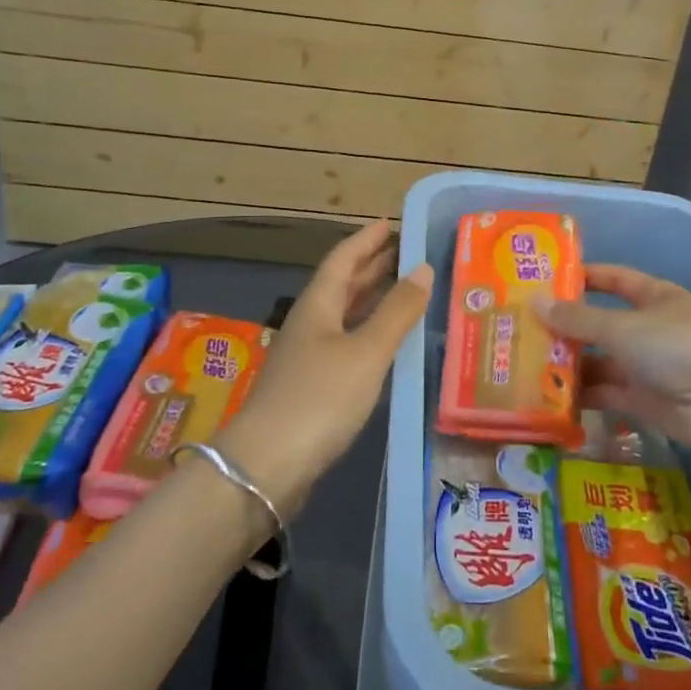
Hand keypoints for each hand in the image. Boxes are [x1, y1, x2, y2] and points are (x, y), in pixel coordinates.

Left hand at [218, 219, 430, 512]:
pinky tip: (387, 341)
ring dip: (372, 297)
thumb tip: (424, 268)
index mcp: (318, 305)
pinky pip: (347, 342)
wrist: (266, 466)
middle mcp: (310, 323)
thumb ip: (397, 311)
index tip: (391, 222)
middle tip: (407, 251)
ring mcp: (308, 356)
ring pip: (344, 314)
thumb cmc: (319, 398)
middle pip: (342, 284)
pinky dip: (370, 331)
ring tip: (404, 287)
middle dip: (372, 264)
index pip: (343, 258)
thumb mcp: (366, 352)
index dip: (366, 239)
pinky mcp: (313, 386)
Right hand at [534, 265, 690, 456]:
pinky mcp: (643, 401)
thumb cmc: (676, 344)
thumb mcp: (621, 326)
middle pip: (600, 324)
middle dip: (566, 328)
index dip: (583, 277)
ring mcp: (646, 366)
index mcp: (652, 297)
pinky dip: (581, 396)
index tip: (545, 280)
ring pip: (599, 361)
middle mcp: (648, 328)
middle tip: (521, 329)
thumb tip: (534, 302)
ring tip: (525, 364)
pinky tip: (547, 396)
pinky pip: (605, 393)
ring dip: (568, 364)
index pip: (613, 279)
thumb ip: (577, 319)